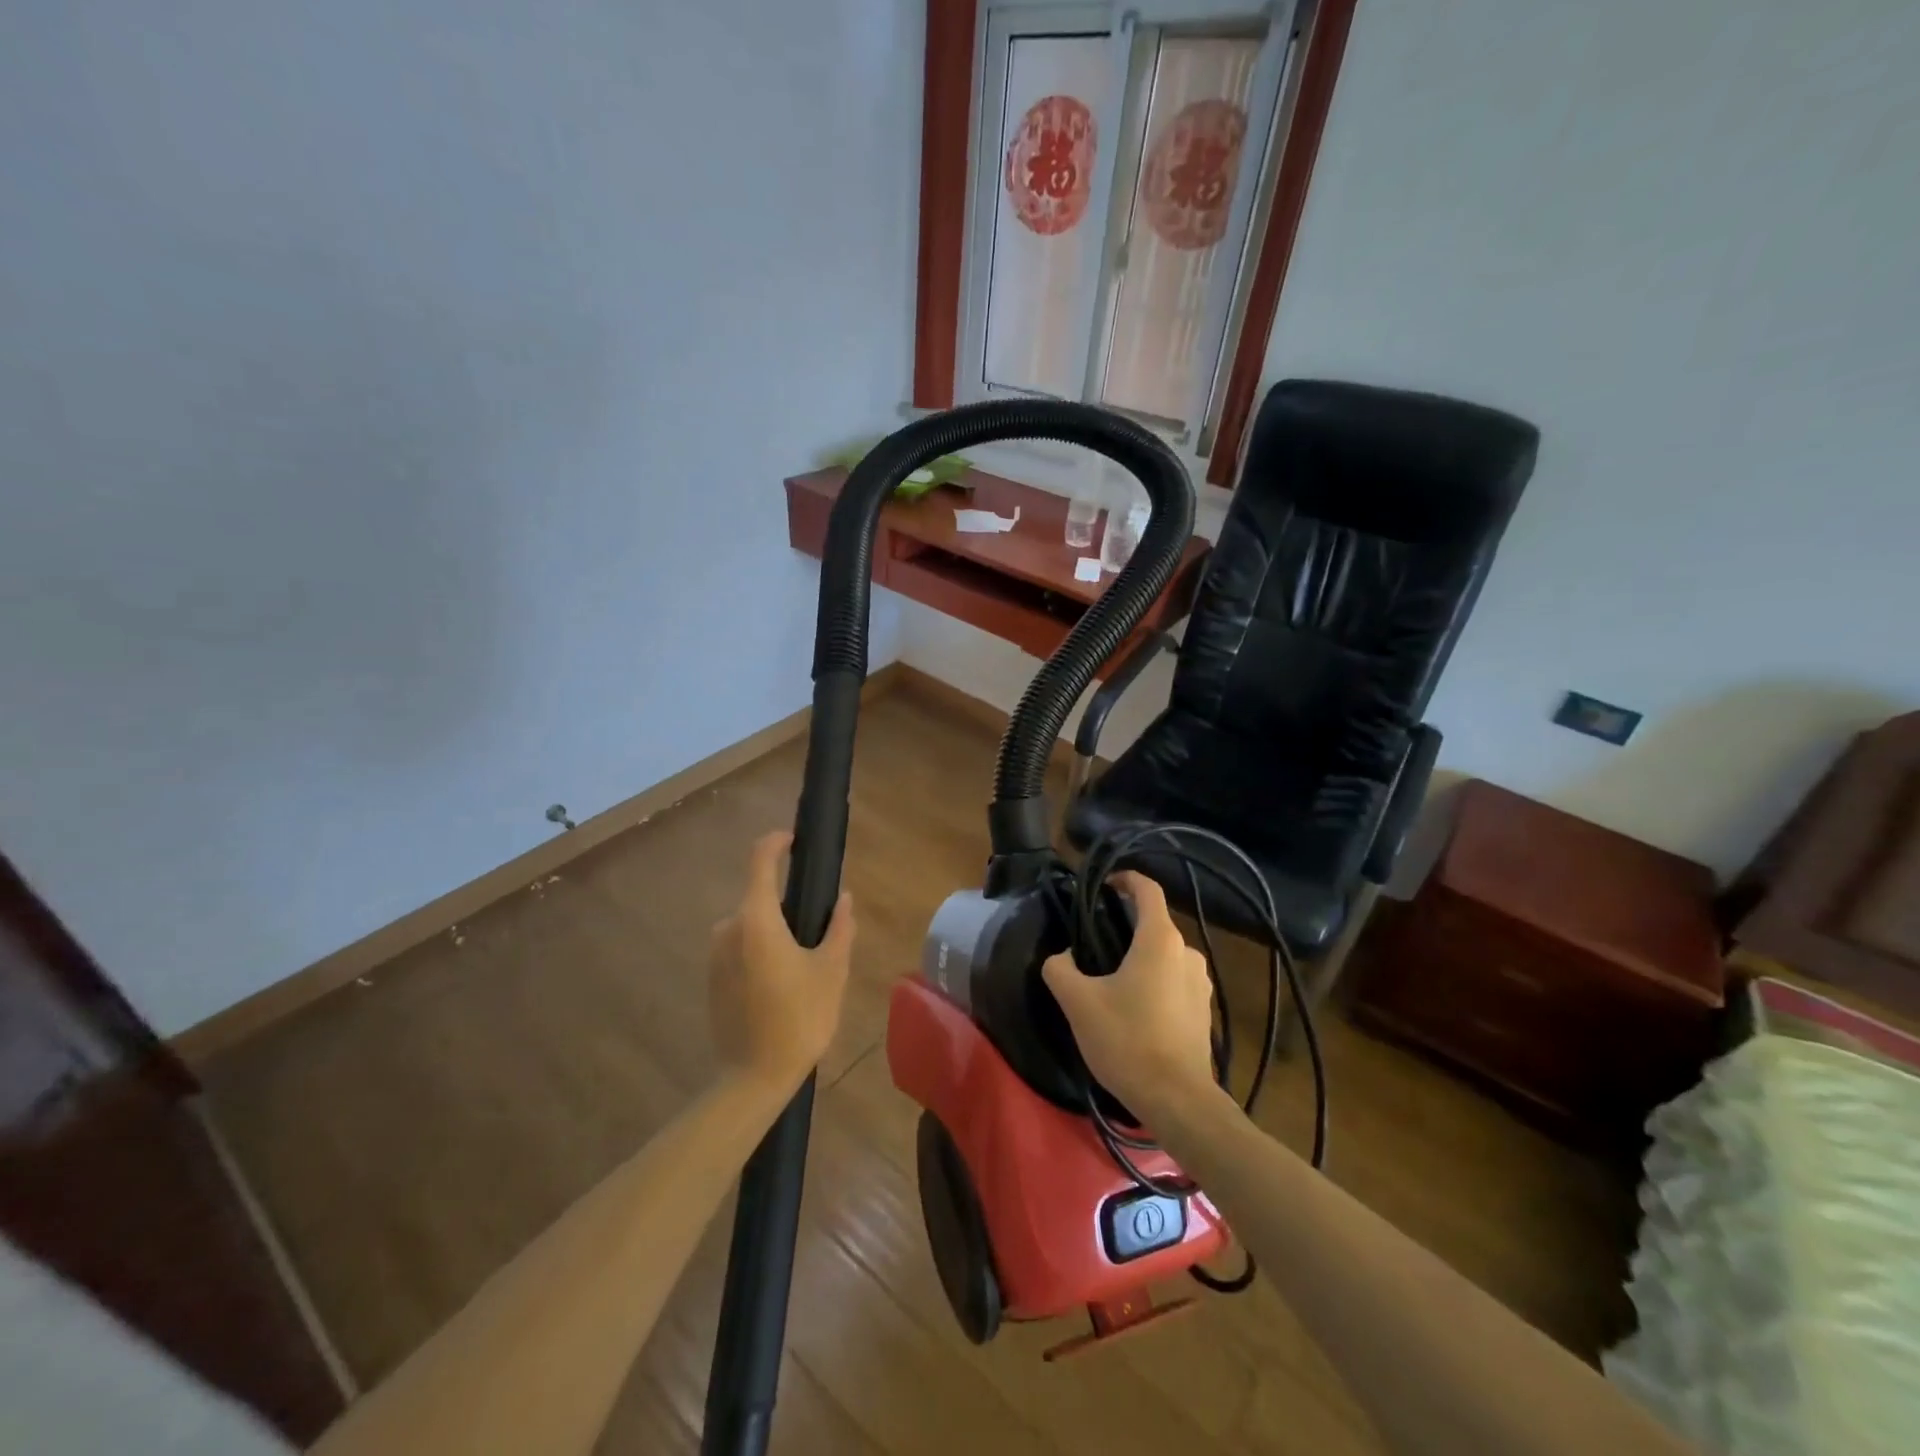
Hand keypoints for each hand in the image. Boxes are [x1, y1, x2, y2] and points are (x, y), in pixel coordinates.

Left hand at [708, 831, 854, 1095]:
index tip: (795, 840)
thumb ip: (839, 927)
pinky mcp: (710, 977)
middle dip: (786, 904)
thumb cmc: (799, 1018)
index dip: (776, 842)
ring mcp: (715, 954)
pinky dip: (760, 951)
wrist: (753, 1078)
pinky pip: (739, 947)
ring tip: (803, 963)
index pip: (760, 860)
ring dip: (774, 931)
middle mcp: (728, 928)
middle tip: (817, 929)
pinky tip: (781, 983)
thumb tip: (844, 898)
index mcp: (757, 919)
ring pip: (750, 924)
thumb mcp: (832, 970)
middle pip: (759, 897)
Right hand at [1042, 871, 1216, 1120]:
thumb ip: (1060, 968)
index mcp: (1160, 939)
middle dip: (1124, 926)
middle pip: (1153, 923)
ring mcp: (1201, 982)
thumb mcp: (1077, 1001)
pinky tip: (1133, 1009)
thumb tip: (1063, 956)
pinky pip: (1174, 980)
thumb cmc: (1126, 1040)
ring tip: (1109, 981)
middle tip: (1091, 945)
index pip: (1146, 889)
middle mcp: (1187, 952)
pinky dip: (1153, 981)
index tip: (1102, 886)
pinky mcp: (1204, 1010)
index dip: (1124, 879)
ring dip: (1138, 958)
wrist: (1177, 1100)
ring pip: (1164, 954)